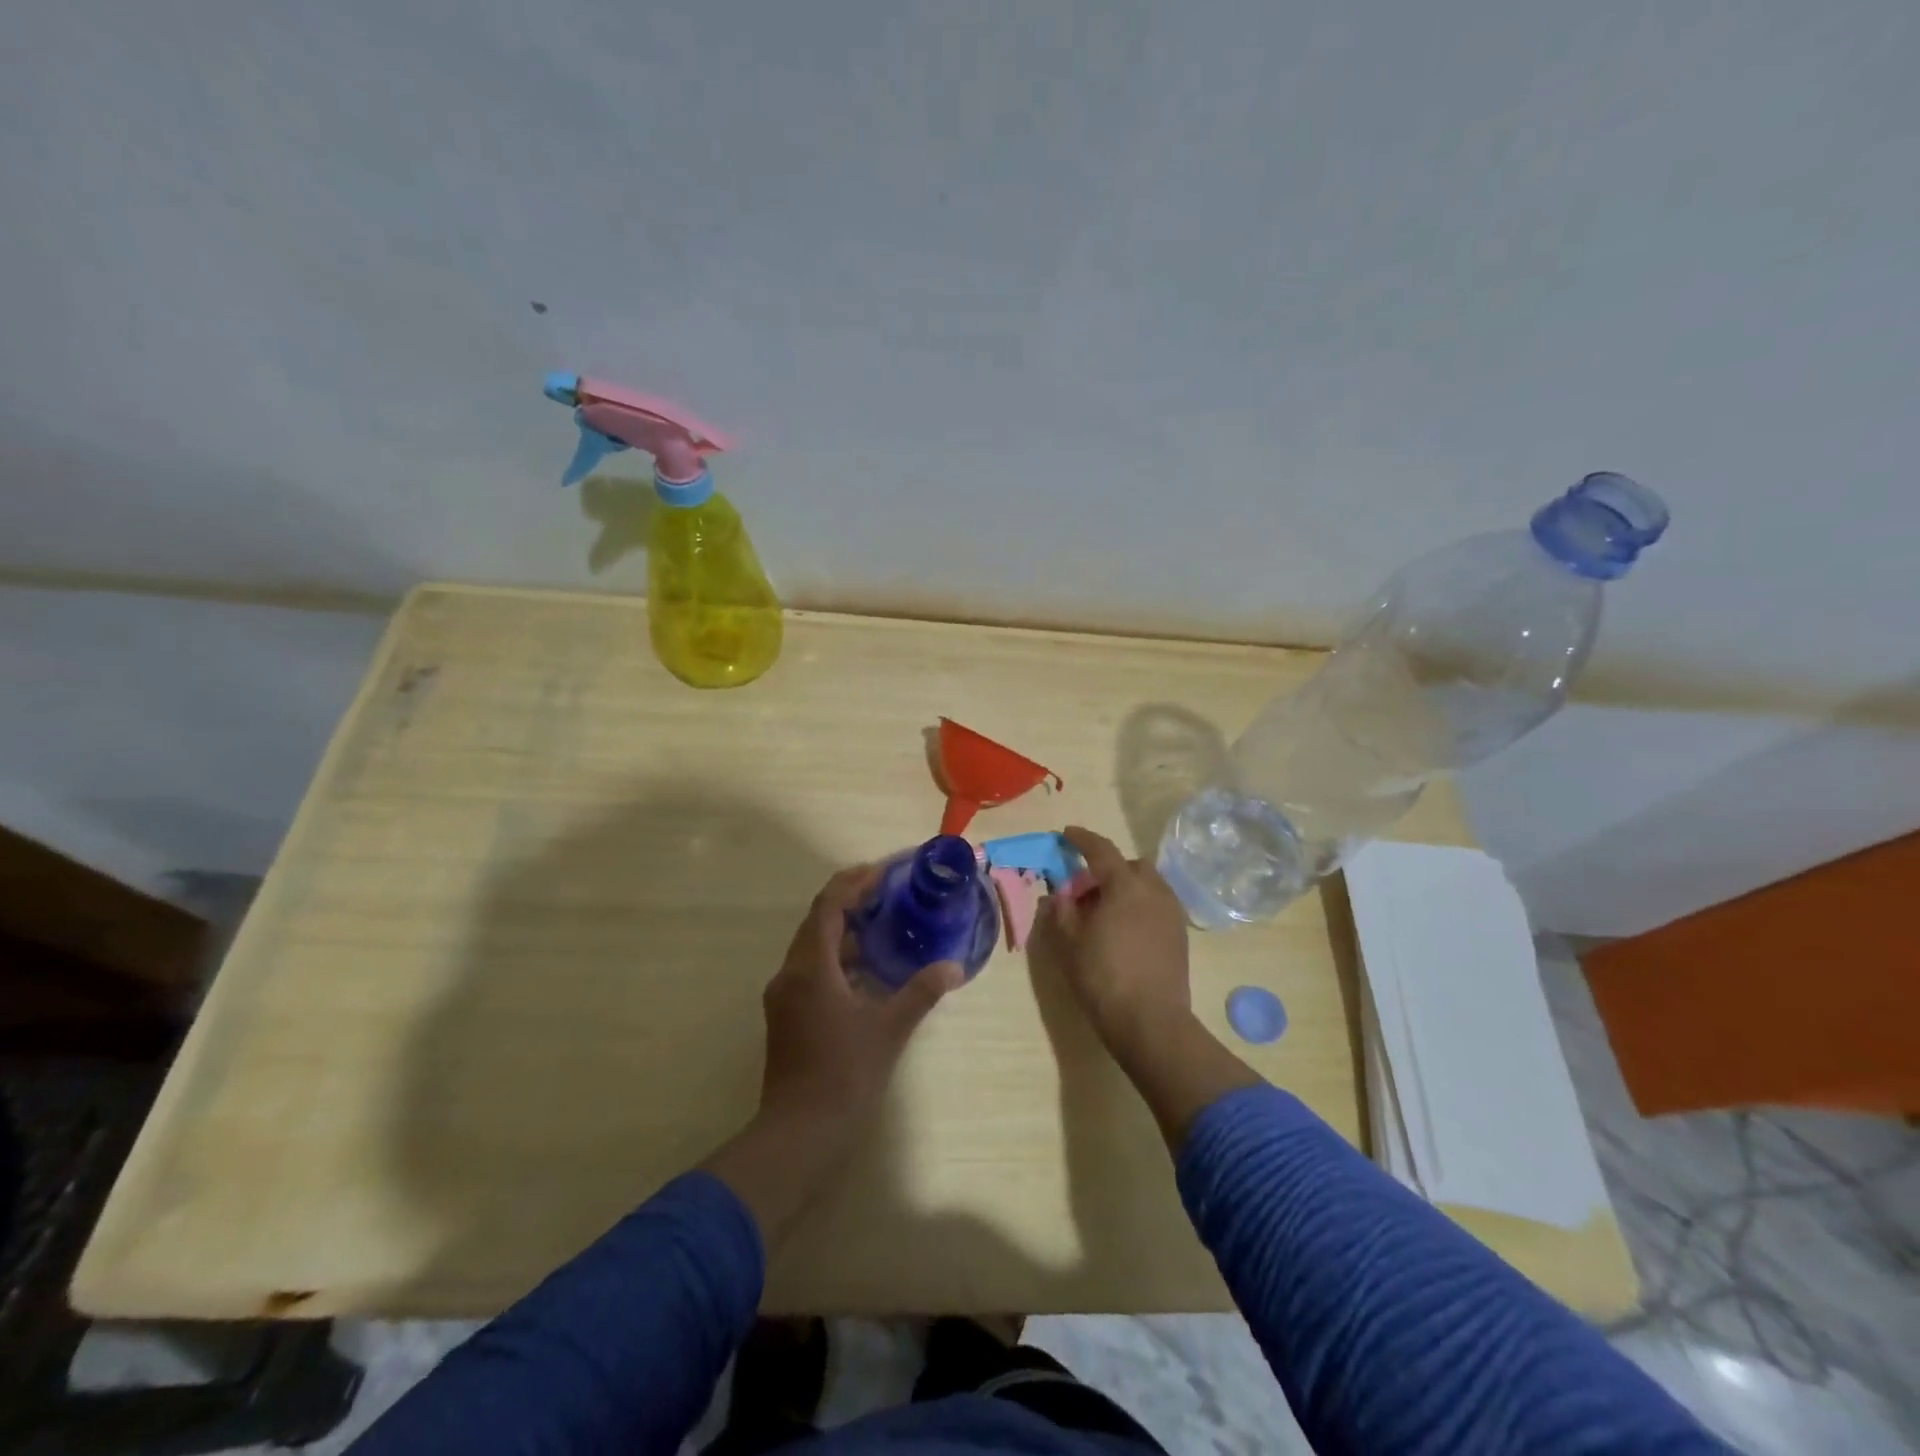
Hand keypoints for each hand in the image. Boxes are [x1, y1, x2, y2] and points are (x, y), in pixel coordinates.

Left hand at [758, 865, 963, 1129]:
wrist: (799, 1135)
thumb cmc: (844, 1075)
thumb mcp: (889, 1029)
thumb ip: (921, 992)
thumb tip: (954, 967)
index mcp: (810, 968)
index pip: (827, 907)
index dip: (853, 883)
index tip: (883, 872)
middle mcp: (790, 974)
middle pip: (817, 923)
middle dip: (849, 902)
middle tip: (888, 893)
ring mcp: (785, 997)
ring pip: (813, 948)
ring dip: (844, 932)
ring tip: (883, 925)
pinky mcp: (788, 1017)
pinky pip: (812, 971)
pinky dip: (838, 960)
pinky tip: (868, 971)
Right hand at [1048, 826, 1261, 1152]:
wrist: (1150, 1022)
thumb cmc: (1103, 977)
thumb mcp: (1069, 942)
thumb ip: (1061, 910)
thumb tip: (1060, 894)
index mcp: (1125, 885)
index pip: (1101, 850)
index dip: (1082, 839)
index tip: (1066, 834)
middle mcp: (1154, 890)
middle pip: (1130, 866)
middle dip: (1108, 869)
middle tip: (1086, 889)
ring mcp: (1172, 913)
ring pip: (1148, 885)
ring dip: (1126, 888)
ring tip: (1105, 912)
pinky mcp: (1180, 936)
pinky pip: (1157, 906)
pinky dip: (1140, 906)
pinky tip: (1125, 930)